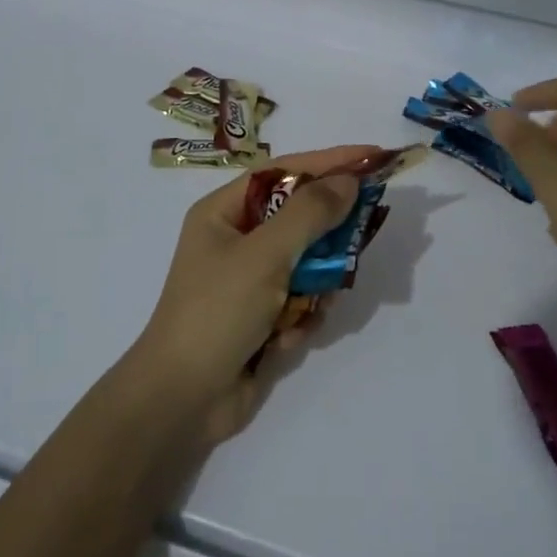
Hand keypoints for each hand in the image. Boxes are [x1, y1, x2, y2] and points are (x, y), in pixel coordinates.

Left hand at [130, 146, 371, 445]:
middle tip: (360, 236)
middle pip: (300, 218)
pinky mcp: (263, 317)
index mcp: (224, 212)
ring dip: (314, 286)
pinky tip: (284, 339)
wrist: (183, 400)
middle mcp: (237, 240)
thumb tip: (348, 181)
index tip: (372, 156)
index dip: (329, 161)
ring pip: (308, 263)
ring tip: (308, 305)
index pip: (284, 171)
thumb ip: (310, 214)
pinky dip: (300, 317)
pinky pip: (302, 301)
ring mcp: (251, 281)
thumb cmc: (217, 311)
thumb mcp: (264, 255)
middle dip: (326, 236)